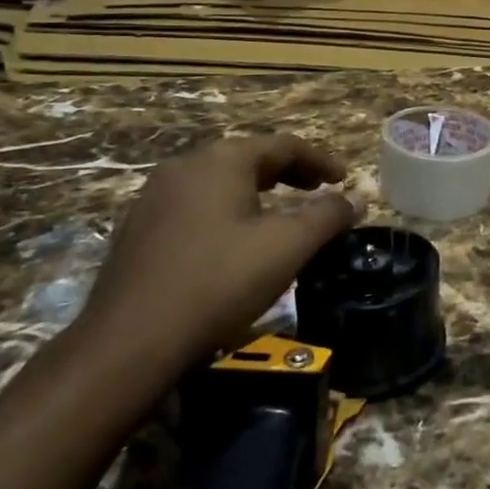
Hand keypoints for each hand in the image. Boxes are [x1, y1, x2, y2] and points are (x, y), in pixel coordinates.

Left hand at [75, 135, 365, 381]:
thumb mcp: (287, 246)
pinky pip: (197, 204)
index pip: (284, 145)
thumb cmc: (219, 282)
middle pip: (250, 157)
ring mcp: (154, 197)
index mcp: (221, 160)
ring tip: (282, 213)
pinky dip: (228, 210)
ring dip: (258, 191)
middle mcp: (185, 167)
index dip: (321, 160)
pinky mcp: (139, 229)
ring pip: (221, 181)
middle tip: (319, 190)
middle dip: (290, 172)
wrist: (130, 343)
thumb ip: (327, 215)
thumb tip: (359, 198)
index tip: (346, 179)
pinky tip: (236, 240)